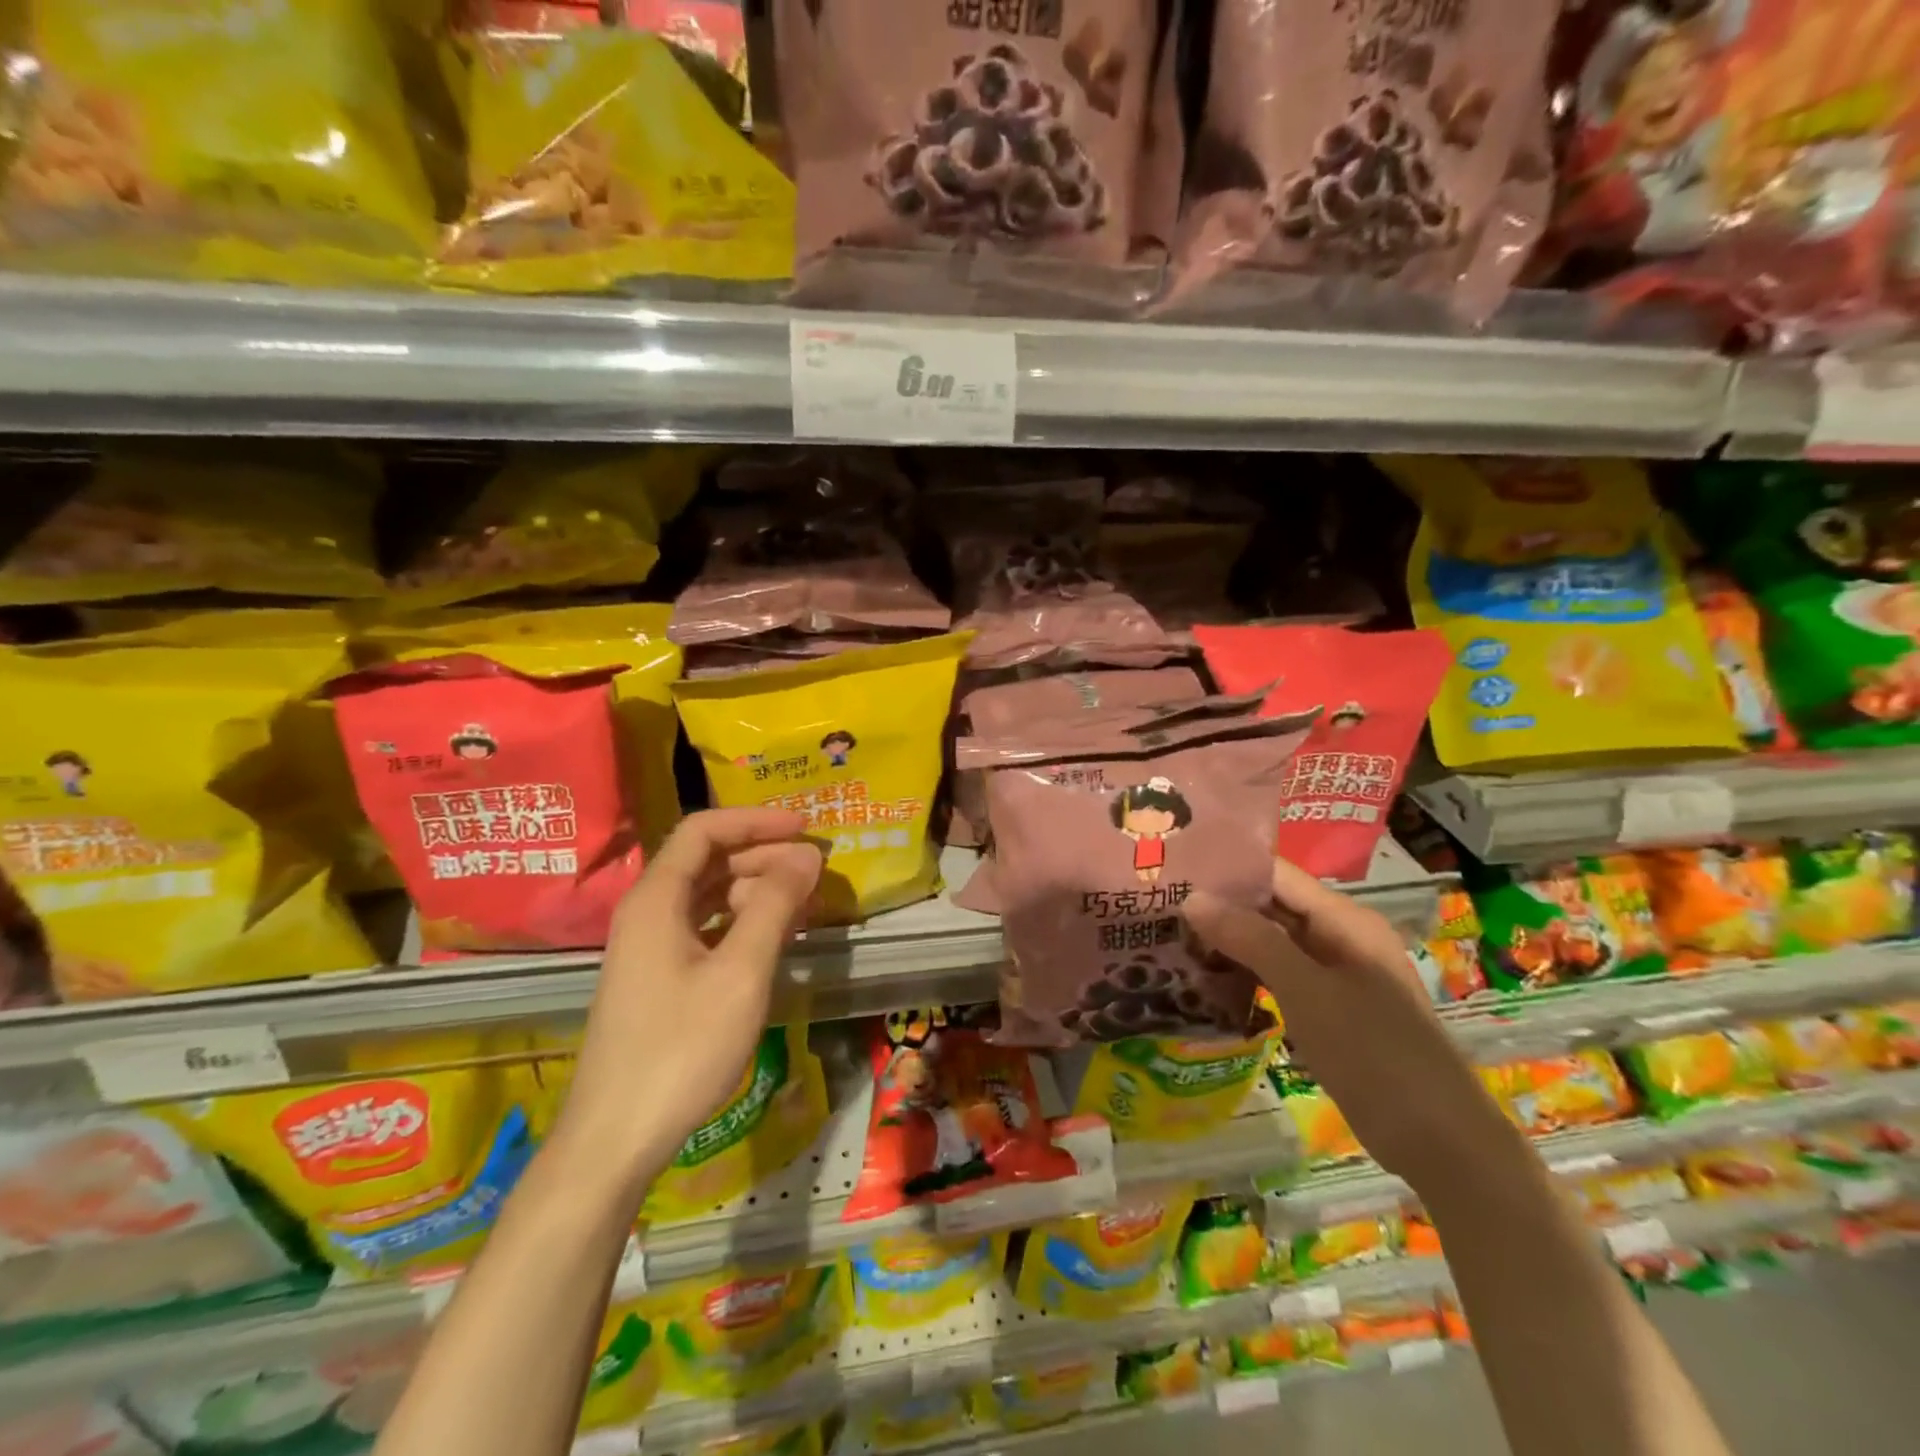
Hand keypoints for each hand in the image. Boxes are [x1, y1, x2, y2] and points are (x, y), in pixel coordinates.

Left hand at [552, 808, 822, 1193]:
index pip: (704, 830)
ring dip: (755, 889)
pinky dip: (742, 921)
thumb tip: (807, 854)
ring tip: (804, 900)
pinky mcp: (658, 978)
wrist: (616, 1139)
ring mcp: (649, 948)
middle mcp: (647, 913)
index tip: (805, 827)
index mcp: (656, 900)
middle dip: (763, 854)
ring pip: (707, 895)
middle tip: (815, 867)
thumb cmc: (681, 1049)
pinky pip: (705, 928)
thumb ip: (775, 906)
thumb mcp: (740, 973)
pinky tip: (775, 937)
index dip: (756, 821)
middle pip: (707, 860)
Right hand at [1182, 858, 1516, 1192]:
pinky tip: (1206, 979)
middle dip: (1220, 905)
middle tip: (1159, 905)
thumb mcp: (1307, 991)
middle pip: (1272, 906)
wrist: (1442, 1142)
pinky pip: (1280, 976)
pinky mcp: (1330, 1009)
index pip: (1276, 874)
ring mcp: (1336, 975)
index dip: (1227, 868)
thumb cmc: (1375, 1054)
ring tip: (1171, 937)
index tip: (1173, 871)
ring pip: (1272, 942)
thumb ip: (1251, 940)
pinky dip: (1246, 972)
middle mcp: (1340, 937)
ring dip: (1229, 940)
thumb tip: (1192, 898)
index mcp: (1344, 919)